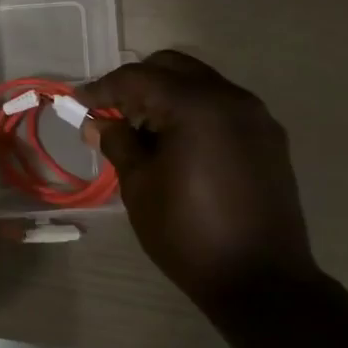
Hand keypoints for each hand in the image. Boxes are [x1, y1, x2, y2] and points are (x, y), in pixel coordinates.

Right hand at [80, 51, 319, 314]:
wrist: (261, 280)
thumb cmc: (189, 235)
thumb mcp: (141, 188)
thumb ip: (118, 144)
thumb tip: (98, 123)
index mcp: (196, 106)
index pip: (139, 78)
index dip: (104, 88)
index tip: (78, 102)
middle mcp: (230, 98)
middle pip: (174, 68)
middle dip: (138, 84)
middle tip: (112, 114)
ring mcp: (256, 115)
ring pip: (201, 84)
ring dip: (168, 96)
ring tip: (144, 132)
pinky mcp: (269, 137)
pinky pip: (223, 107)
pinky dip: (195, 112)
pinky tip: (179, 145)